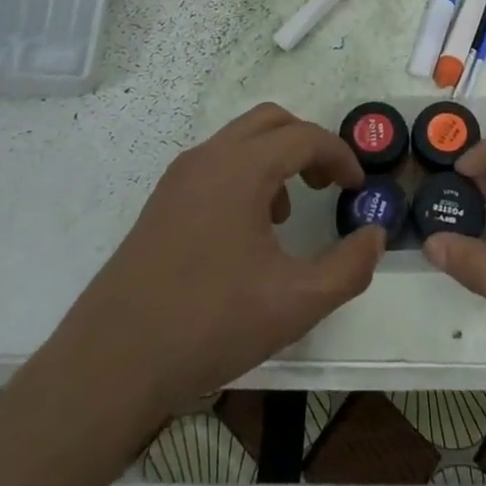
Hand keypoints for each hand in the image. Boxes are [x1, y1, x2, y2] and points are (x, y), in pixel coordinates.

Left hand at [42, 104, 383, 423]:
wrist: (111, 363)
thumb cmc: (210, 324)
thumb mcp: (296, 303)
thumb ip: (349, 267)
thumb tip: (375, 237)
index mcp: (241, 168)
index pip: (305, 137)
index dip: (340, 156)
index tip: (358, 187)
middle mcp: (208, 158)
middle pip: (271, 122)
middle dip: (308, 143)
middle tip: (328, 183)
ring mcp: (179, 178)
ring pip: (239, 141)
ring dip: (275, 158)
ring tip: (288, 210)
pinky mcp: (161, 202)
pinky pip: (215, 164)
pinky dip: (245, 174)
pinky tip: (247, 231)